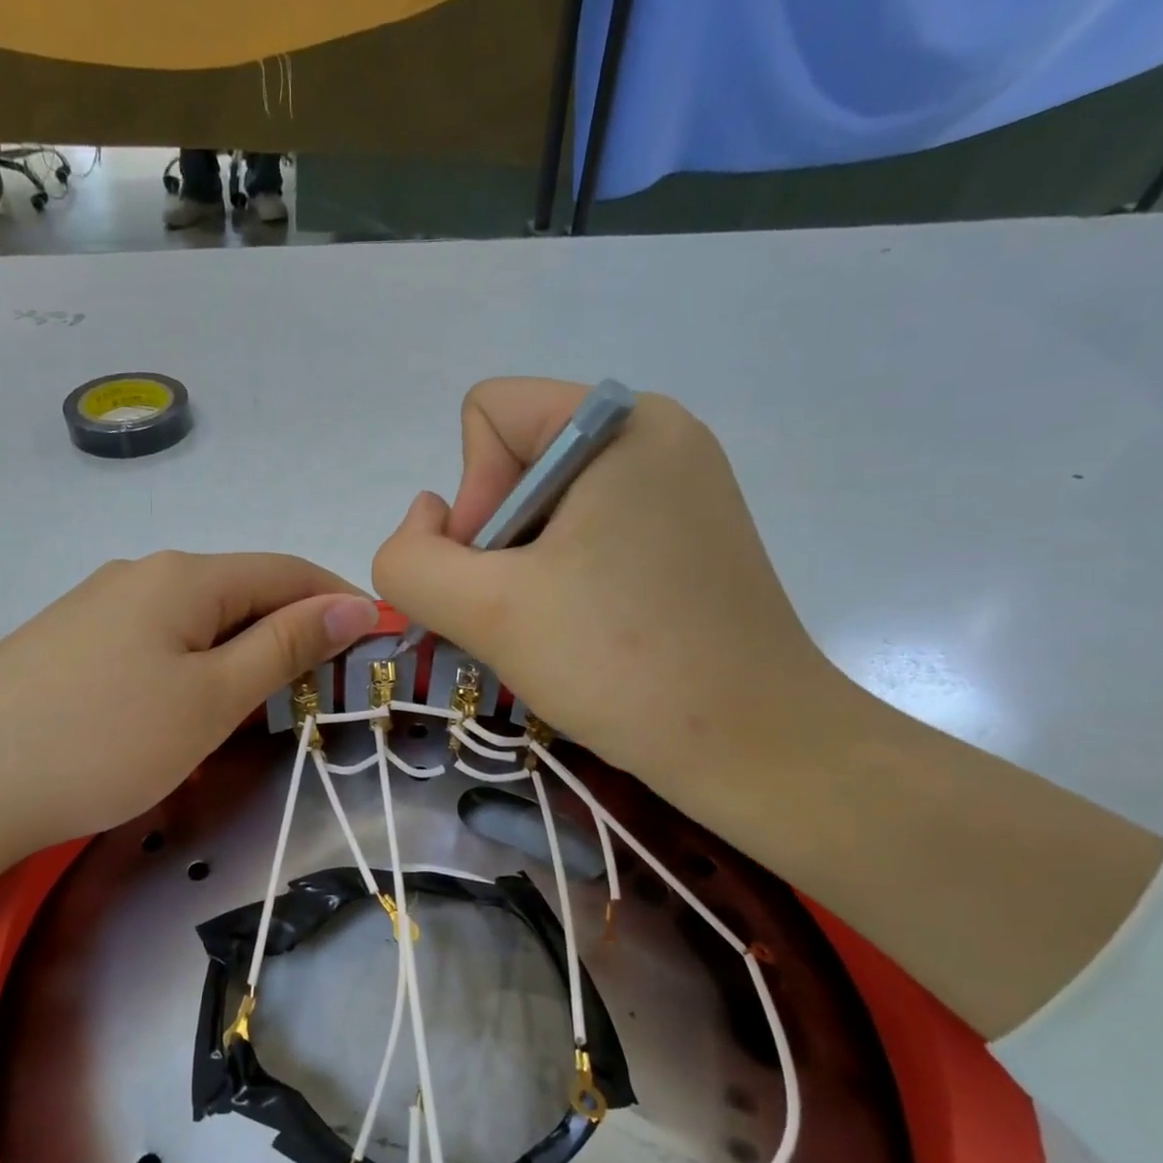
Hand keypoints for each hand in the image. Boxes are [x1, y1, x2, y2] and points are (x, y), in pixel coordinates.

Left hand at [0, 551, 378, 860]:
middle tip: (320, 691)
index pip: (287, 572)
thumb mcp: (211, 698)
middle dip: (291, 633)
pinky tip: (182, 708)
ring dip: (241, 653)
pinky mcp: (67, 643)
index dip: (339, 601)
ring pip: (196, 620)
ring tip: (258, 708)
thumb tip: (353, 604)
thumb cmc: (104, 741)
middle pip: (240, 592)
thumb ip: (285, 647)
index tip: (379, 641)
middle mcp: (140, 574)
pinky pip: (154, 642)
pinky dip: (192, 666)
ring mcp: (96, 606)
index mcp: (184, 576)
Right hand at [372, 379, 841, 823]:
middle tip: (524, 611)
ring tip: (553, 629)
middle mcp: (657, 438)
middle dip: (495, 541)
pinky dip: (560, 582)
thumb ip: (410, 560)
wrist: (753, 747)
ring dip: (521, 570)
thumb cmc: (621, 664)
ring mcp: (679, 490)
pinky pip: (587, 536)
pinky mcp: (686, 539)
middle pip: (515, 461)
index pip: (489, 415)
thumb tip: (423, 525)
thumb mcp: (485, 610)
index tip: (502, 571)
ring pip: (544, 507)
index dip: (471, 496)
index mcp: (622, 424)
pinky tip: (582, 633)